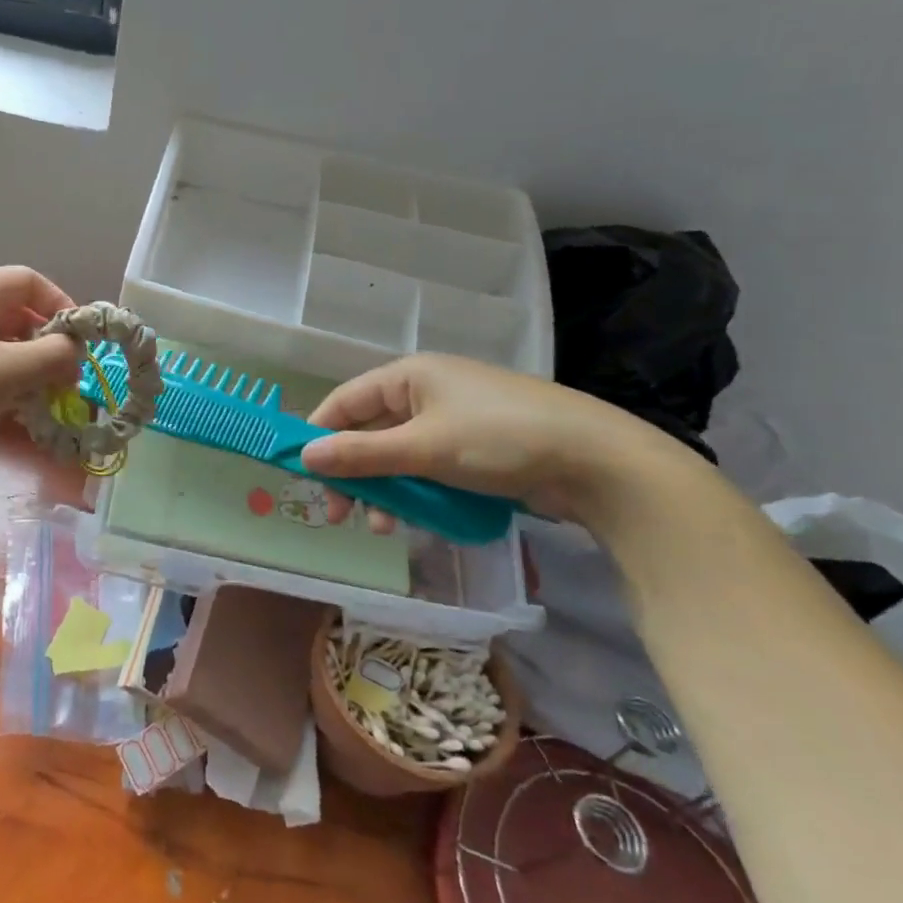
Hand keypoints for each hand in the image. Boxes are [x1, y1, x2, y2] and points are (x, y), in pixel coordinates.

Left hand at [0, 267, 83, 482]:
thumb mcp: (7, 370)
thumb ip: (53, 356)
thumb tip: (76, 353)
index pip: (28, 280)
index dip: (61, 305)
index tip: (81, 343)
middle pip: (14, 312)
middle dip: (47, 343)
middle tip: (68, 378)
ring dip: (28, 367)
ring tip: (47, 398)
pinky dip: (4, 383)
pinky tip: (16, 411)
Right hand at [300, 353, 688, 528]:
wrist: (600, 464)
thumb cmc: (500, 440)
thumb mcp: (423, 448)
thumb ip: (360, 454)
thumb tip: (304, 457)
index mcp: (409, 376)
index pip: (344, 401)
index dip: (319, 435)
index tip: (303, 474)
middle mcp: (426, 392)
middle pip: (369, 432)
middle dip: (353, 473)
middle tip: (340, 514)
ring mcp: (453, 421)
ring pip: (397, 455)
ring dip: (383, 490)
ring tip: (383, 526)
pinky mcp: (476, 450)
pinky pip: (427, 468)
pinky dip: (415, 492)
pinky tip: (415, 520)